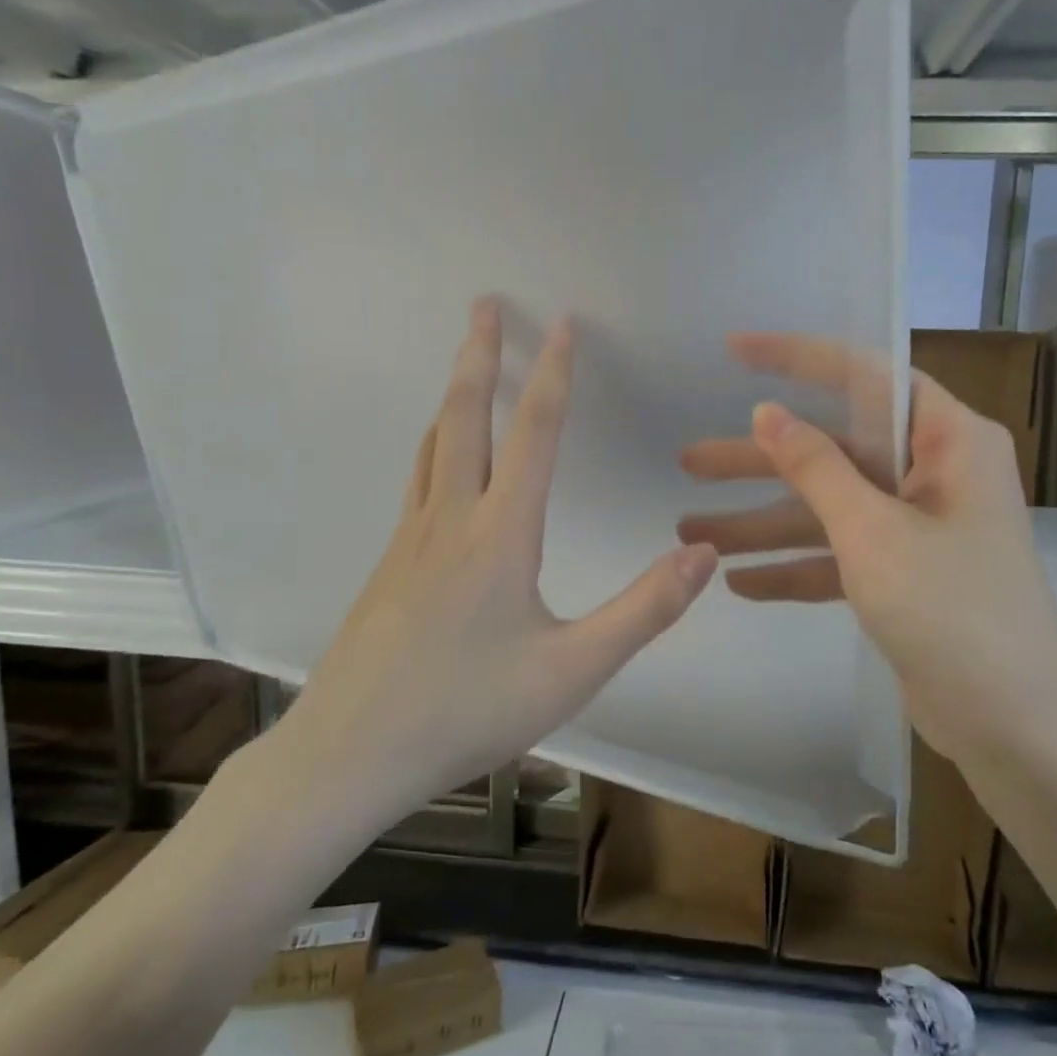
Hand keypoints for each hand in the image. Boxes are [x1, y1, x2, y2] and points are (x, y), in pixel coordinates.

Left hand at [278, 299, 718, 817]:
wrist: (351, 751)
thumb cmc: (467, 710)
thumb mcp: (573, 670)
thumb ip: (644, 609)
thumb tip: (705, 553)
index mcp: (499, 534)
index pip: (534, 432)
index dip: (553, 373)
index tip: (563, 323)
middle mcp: (450, 519)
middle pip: (464, 416)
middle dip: (479, 353)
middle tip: (485, 304)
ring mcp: (409, 539)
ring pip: (433, 444)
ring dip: (454, 394)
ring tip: (467, 365)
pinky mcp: (389, 564)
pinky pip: (418, 480)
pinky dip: (437, 443)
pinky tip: (443, 461)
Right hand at [678, 333, 1056, 761]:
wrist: (1014, 728)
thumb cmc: (951, 611)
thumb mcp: (873, 531)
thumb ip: (817, 467)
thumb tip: (768, 412)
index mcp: (948, 441)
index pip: (866, 377)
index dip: (797, 358)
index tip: (735, 351)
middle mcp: (935, 474)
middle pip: (833, 451)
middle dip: (758, 463)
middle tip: (688, 461)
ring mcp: (918, 529)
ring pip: (827, 509)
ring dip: (761, 523)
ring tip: (689, 533)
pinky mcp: (904, 577)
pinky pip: (837, 557)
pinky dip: (793, 567)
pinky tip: (738, 583)